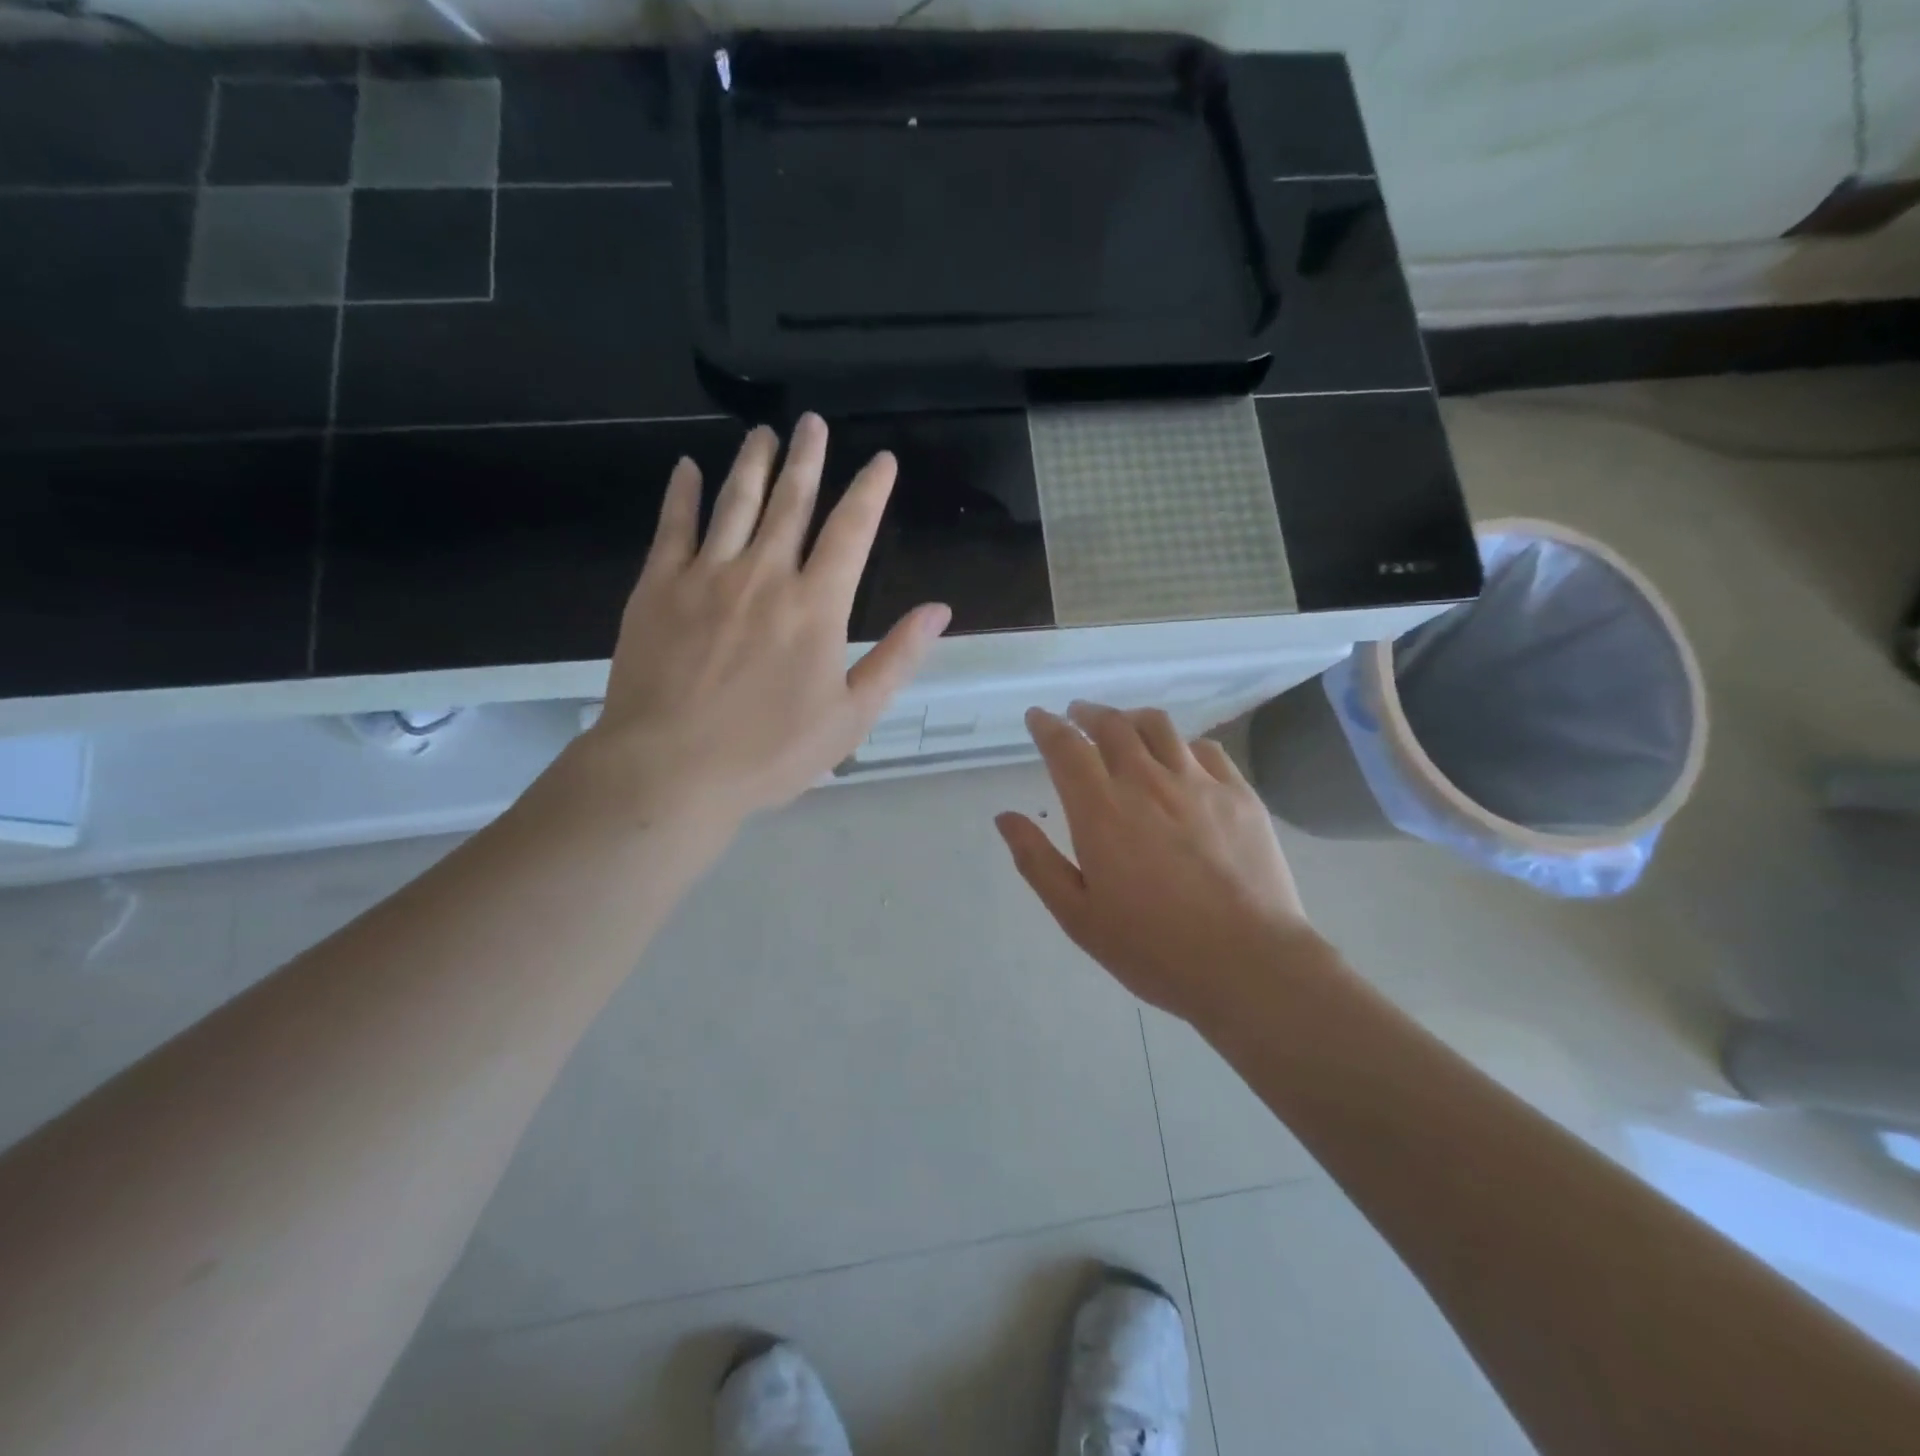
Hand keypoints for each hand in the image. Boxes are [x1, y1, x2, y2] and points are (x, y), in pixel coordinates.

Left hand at [581, 413, 949, 830]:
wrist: (670, 769)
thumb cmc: (769, 752)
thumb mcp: (851, 718)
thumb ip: (896, 659)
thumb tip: (939, 610)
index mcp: (816, 607)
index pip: (851, 531)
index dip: (870, 491)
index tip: (882, 459)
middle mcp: (764, 575)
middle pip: (791, 502)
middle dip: (807, 458)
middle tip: (812, 422)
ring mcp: (706, 576)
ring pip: (734, 502)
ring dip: (752, 463)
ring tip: (763, 433)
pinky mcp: (658, 587)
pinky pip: (673, 527)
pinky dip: (682, 494)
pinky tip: (687, 469)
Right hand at [996, 703, 1320, 1026]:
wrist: (1249, 965)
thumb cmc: (1153, 949)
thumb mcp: (1078, 916)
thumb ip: (1037, 862)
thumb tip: (1005, 817)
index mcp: (1101, 811)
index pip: (1066, 748)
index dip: (1047, 726)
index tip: (1037, 717)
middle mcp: (1146, 783)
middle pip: (1112, 725)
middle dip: (1087, 714)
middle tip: (1077, 715)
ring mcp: (1198, 784)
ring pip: (1159, 726)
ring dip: (1132, 718)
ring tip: (1124, 726)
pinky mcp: (1239, 794)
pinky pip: (1206, 749)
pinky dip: (1181, 743)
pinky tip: (1180, 757)